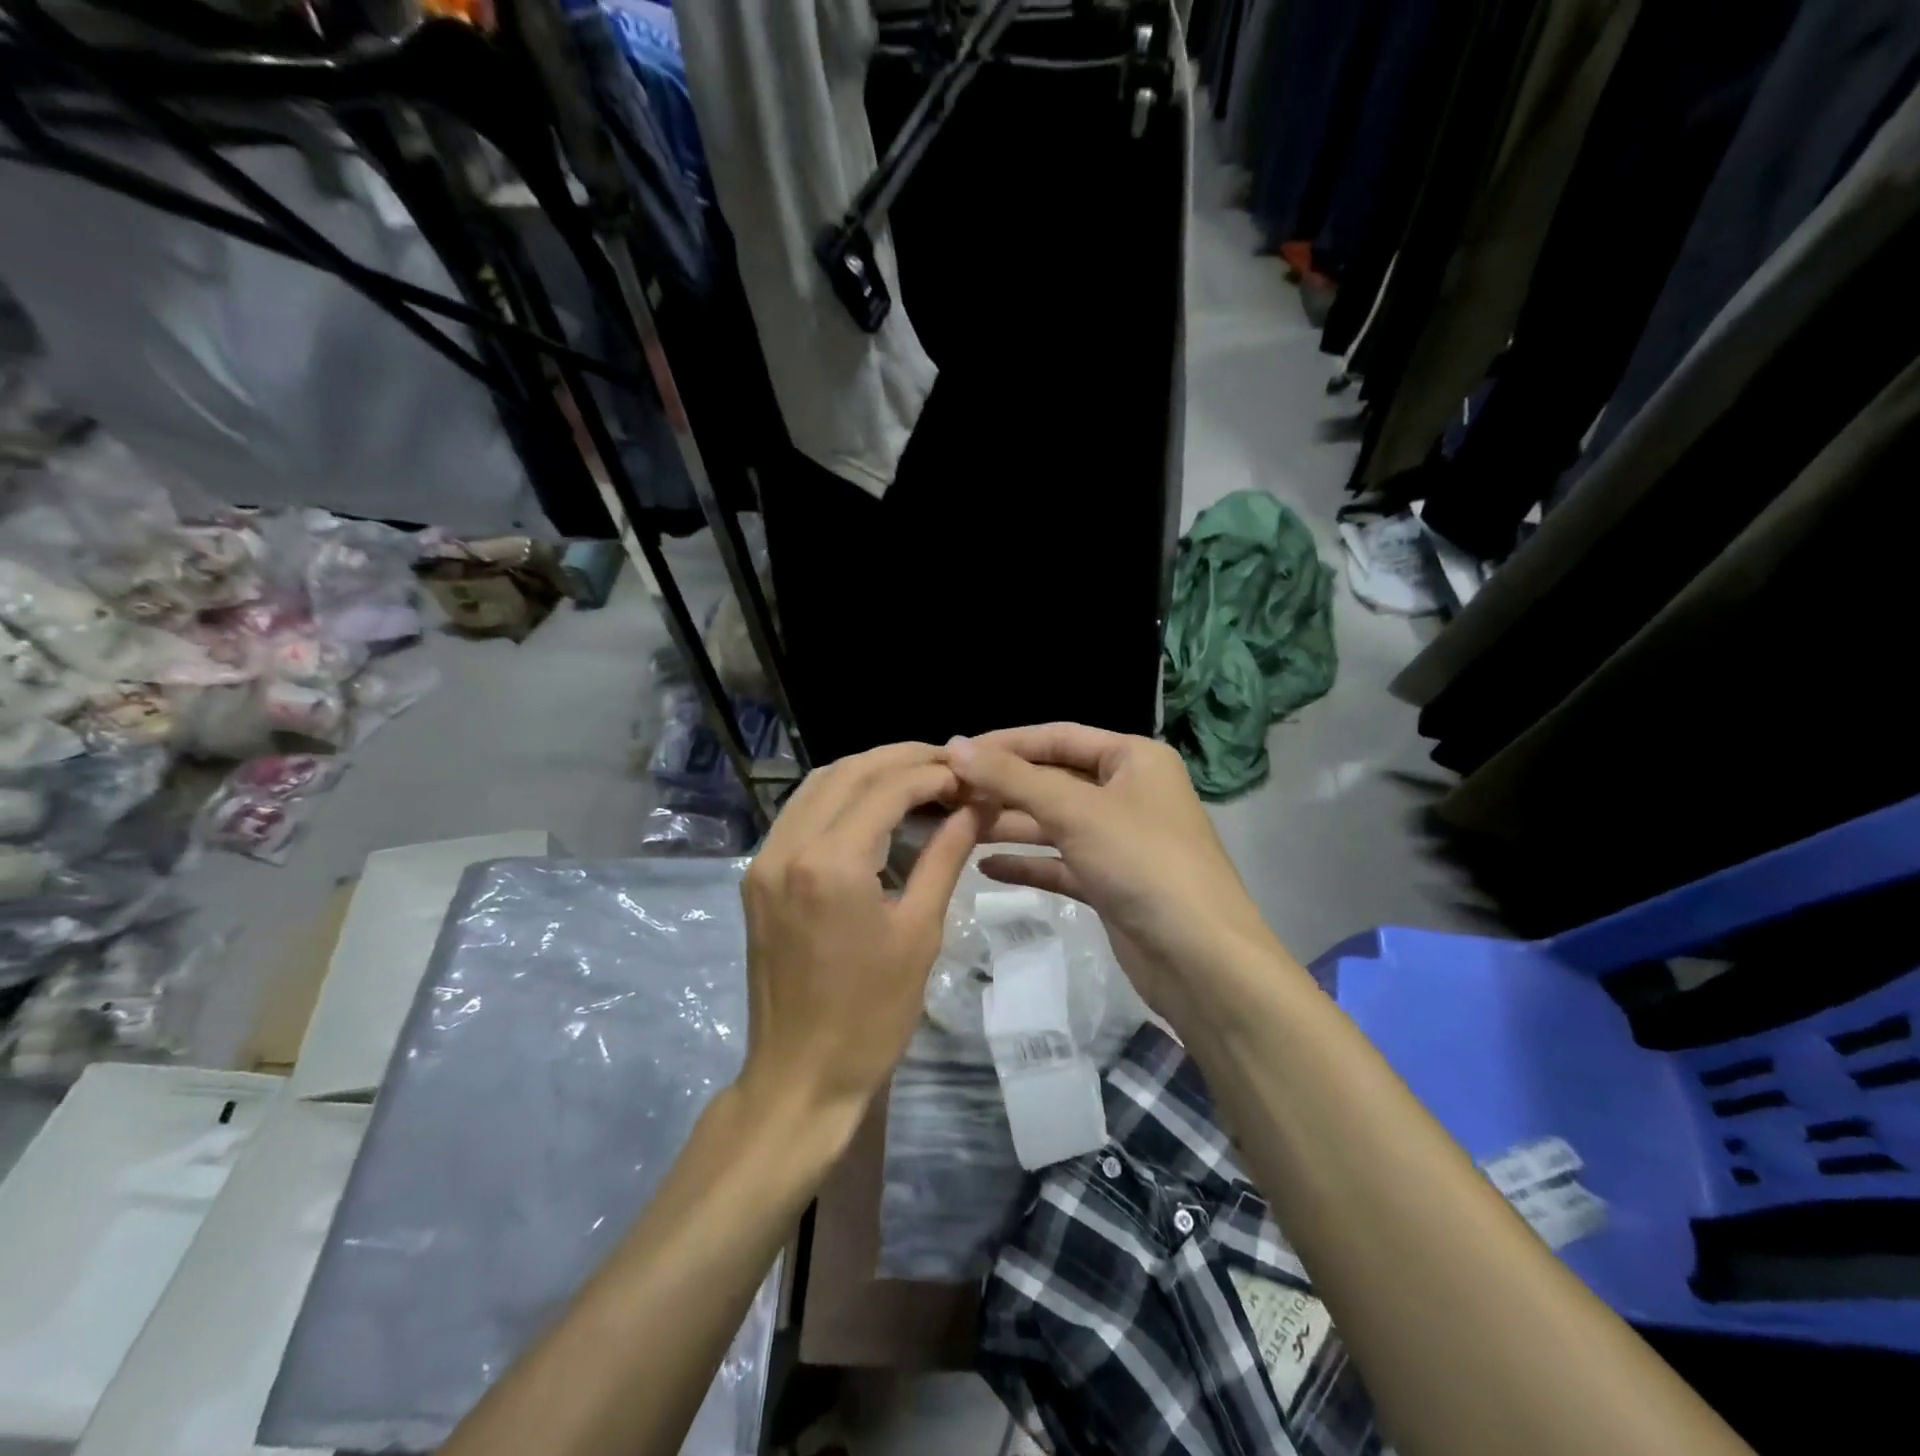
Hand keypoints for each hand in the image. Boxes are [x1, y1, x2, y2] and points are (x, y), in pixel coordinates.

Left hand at [738, 743, 978, 1122]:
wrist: (800, 1076)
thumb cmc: (871, 1014)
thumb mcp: (919, 932)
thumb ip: (946, 856)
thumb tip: (975, 807)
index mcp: (830, 863)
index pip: (886, 788)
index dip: (933, 773)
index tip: (970, 776)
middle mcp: (788, 847)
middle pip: (848, 772)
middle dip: (902, 759)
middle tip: (949, 765)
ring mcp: (764, 860)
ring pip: (818, 785)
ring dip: (868, 771)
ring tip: (918, 777)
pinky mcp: (757, 876)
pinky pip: (800, 813)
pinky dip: (840, 796)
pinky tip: (874, 806)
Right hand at [945, 724, 1279, 1019]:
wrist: (1201, 960)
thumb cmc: (1142, 863)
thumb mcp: (1075, 811)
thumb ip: (1012, 778)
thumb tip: (955, 747)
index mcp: (1133, 758)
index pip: (1058, 737)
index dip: (1005, 743)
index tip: (953, 754)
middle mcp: (1128, 792)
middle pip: (1053, 780)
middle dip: (1002, 788)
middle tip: (947, 796)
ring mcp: (1120, 840)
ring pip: (1054, 823)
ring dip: (1008, 825)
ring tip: (955, 828)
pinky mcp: (1111, 882)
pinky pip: (1060, 863)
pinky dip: (1027, 863)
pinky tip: (985, 867)